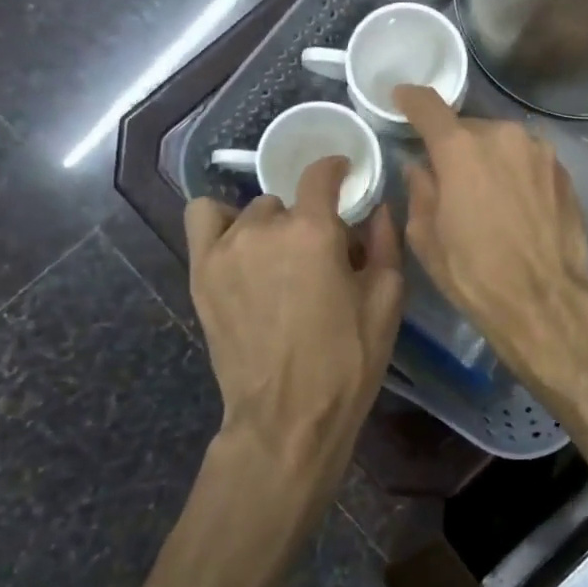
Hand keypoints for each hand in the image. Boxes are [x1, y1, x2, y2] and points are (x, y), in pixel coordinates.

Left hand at [185, 157, 403, 495]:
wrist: (288, 416)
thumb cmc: (347, 361)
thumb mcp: (386, 300)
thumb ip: (384, 242)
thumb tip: (379, 208)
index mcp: (314, 231)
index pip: (321, 174)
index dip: (336, 170)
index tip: (345, 177)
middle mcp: (265, 227)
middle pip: (289, 201)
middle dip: (308, 221)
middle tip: (321, 258)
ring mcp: (226, 248)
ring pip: (253, 212)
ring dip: (271, 227)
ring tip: (280, 262)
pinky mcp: (201, 271)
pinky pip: (204, 218)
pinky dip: (223, 221)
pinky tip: (240, 248)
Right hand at [394, 86, 587, 388]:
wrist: (546, 300)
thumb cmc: (475, 274)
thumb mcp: (427, 238)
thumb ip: (420, 191)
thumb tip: (421, 168)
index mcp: (461, 150)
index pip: (430, 107)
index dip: (412, 100)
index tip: (403, 99)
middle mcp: (504, 136)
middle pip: (469, 128)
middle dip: (455, 146)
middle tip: (449, 178)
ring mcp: (540, 151)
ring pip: (502, 143)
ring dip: (489, 159)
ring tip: (486, 196)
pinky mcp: (564, 171)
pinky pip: (528, 160)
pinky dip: (516, 172)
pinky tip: (515, 205)